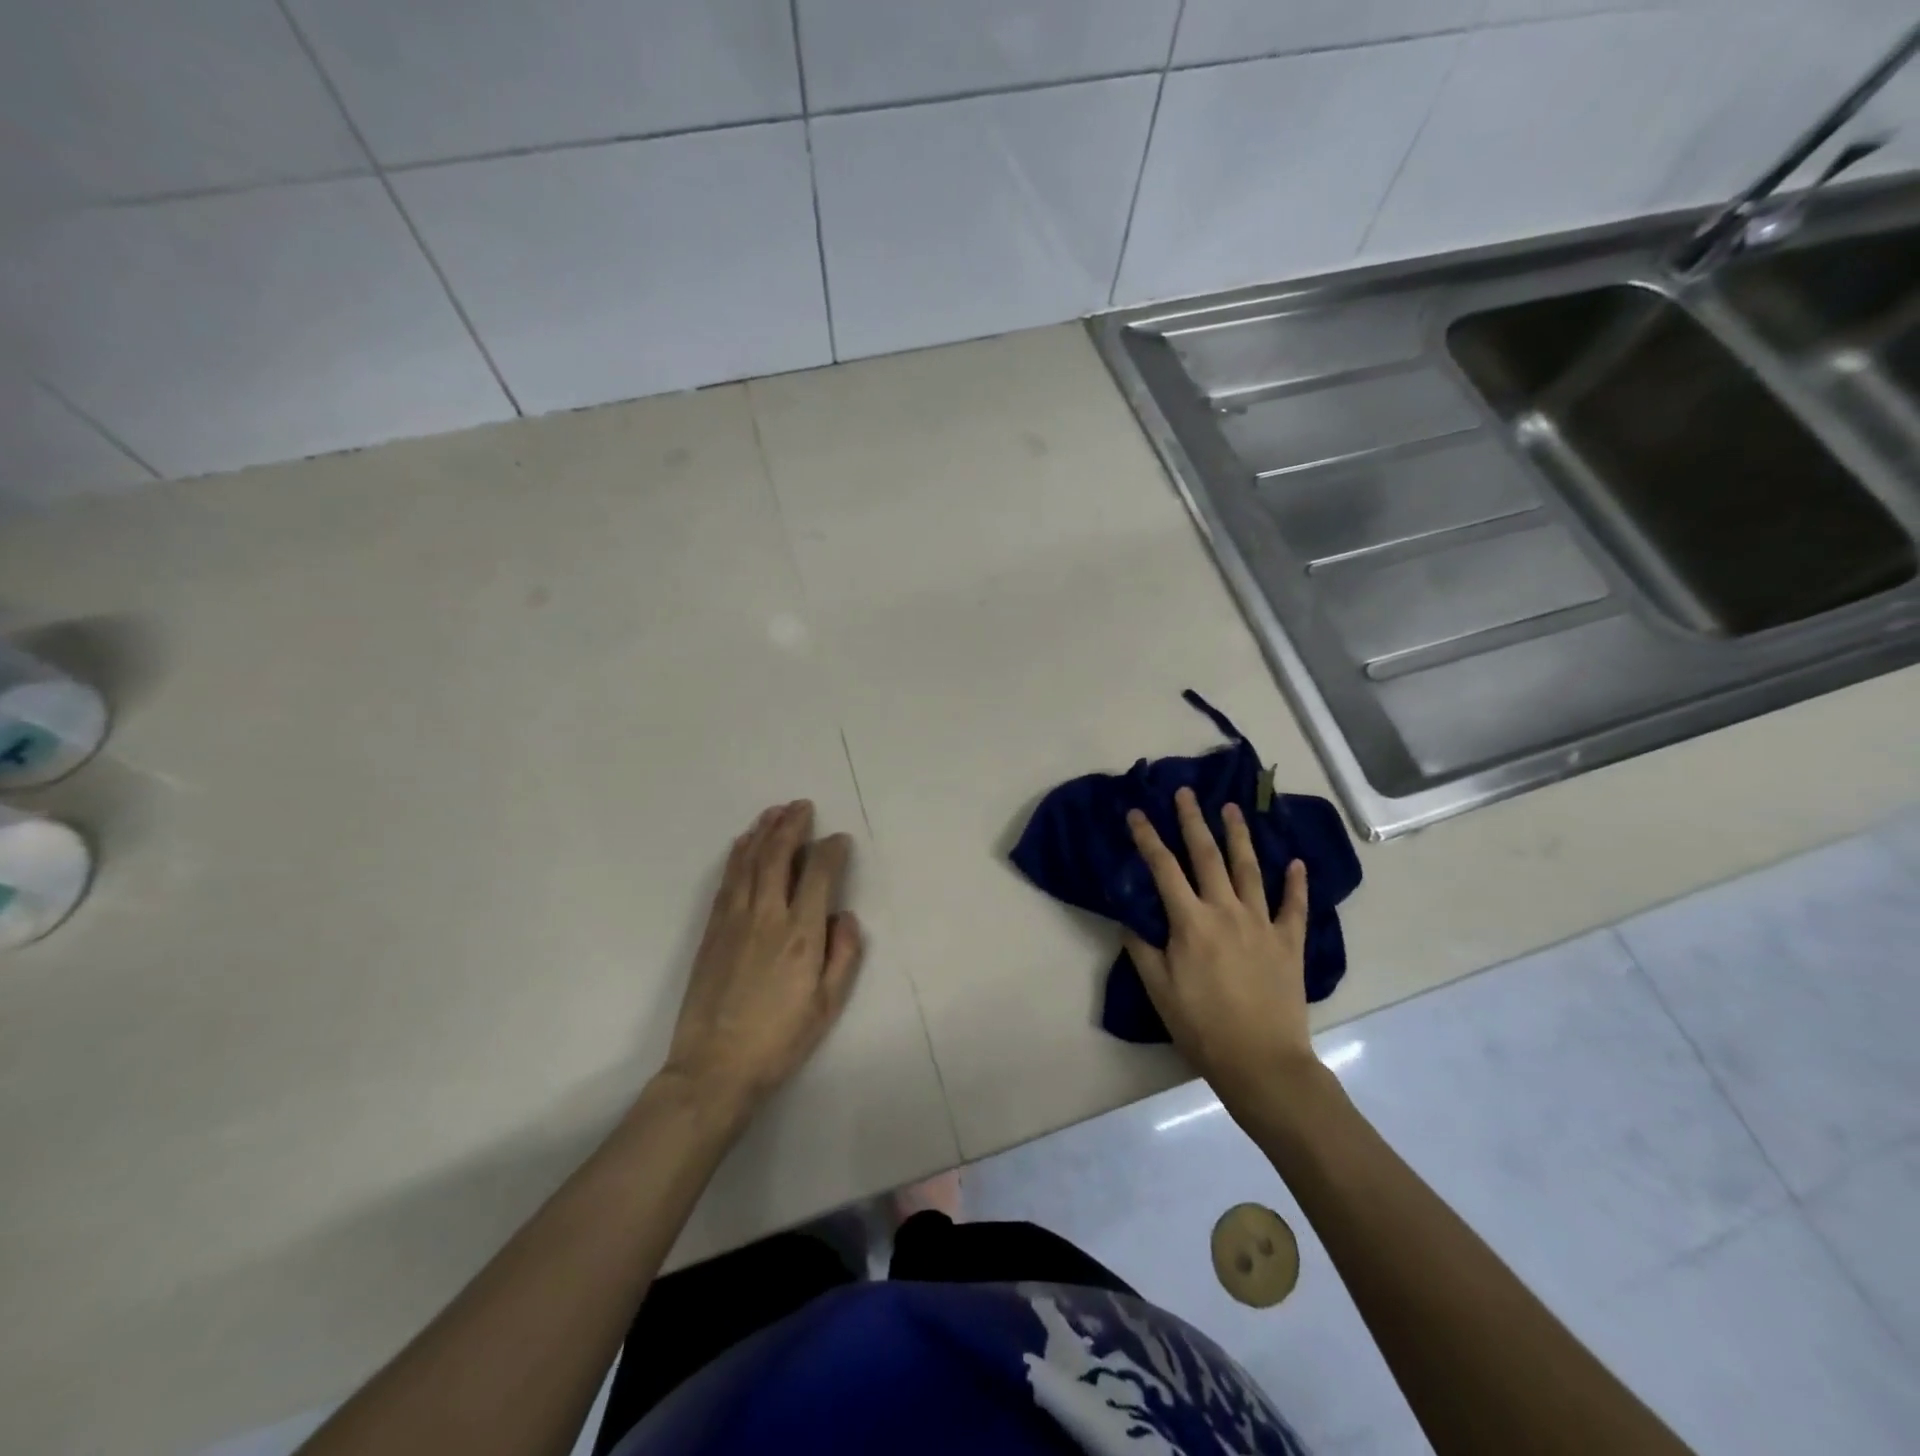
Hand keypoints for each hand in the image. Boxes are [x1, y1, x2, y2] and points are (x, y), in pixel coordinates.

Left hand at [659, 801, 863, 1127]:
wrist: (714, 1067)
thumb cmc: (779, 1040)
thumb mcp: (828, 1005)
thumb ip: (843, 955)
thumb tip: (844, 916)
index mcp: (801, 935)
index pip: (818, 874)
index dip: (831, 850)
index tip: (839, 840)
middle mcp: (767, 916)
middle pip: (778, 856)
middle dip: (792, 826)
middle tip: (802, 805)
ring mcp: (734, 920)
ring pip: (749, 862)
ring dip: (763, 832)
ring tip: (775, 811)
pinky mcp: (712, 930)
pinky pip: (727, 880)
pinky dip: (738, 855)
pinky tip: (744, 844)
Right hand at [1122, 787, 1317, 1114]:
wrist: (1262, 1062)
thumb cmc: (1202, 1027)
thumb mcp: (1159, 990)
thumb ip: (1142, 949)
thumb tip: (1129, 916)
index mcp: (1191, 922)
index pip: (1164, 868)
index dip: (1148, 838)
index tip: (1137, 813)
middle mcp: (1226, 911)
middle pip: (1207, 856)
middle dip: (1193, 821)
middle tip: (1186, 793)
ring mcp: (1262, 923)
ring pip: (1249, 869)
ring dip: (1239, 836)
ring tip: (1232, 809)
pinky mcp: (1289, 942)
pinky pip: (1295, 906)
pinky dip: (1296, 883)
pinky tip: (1297, 863)